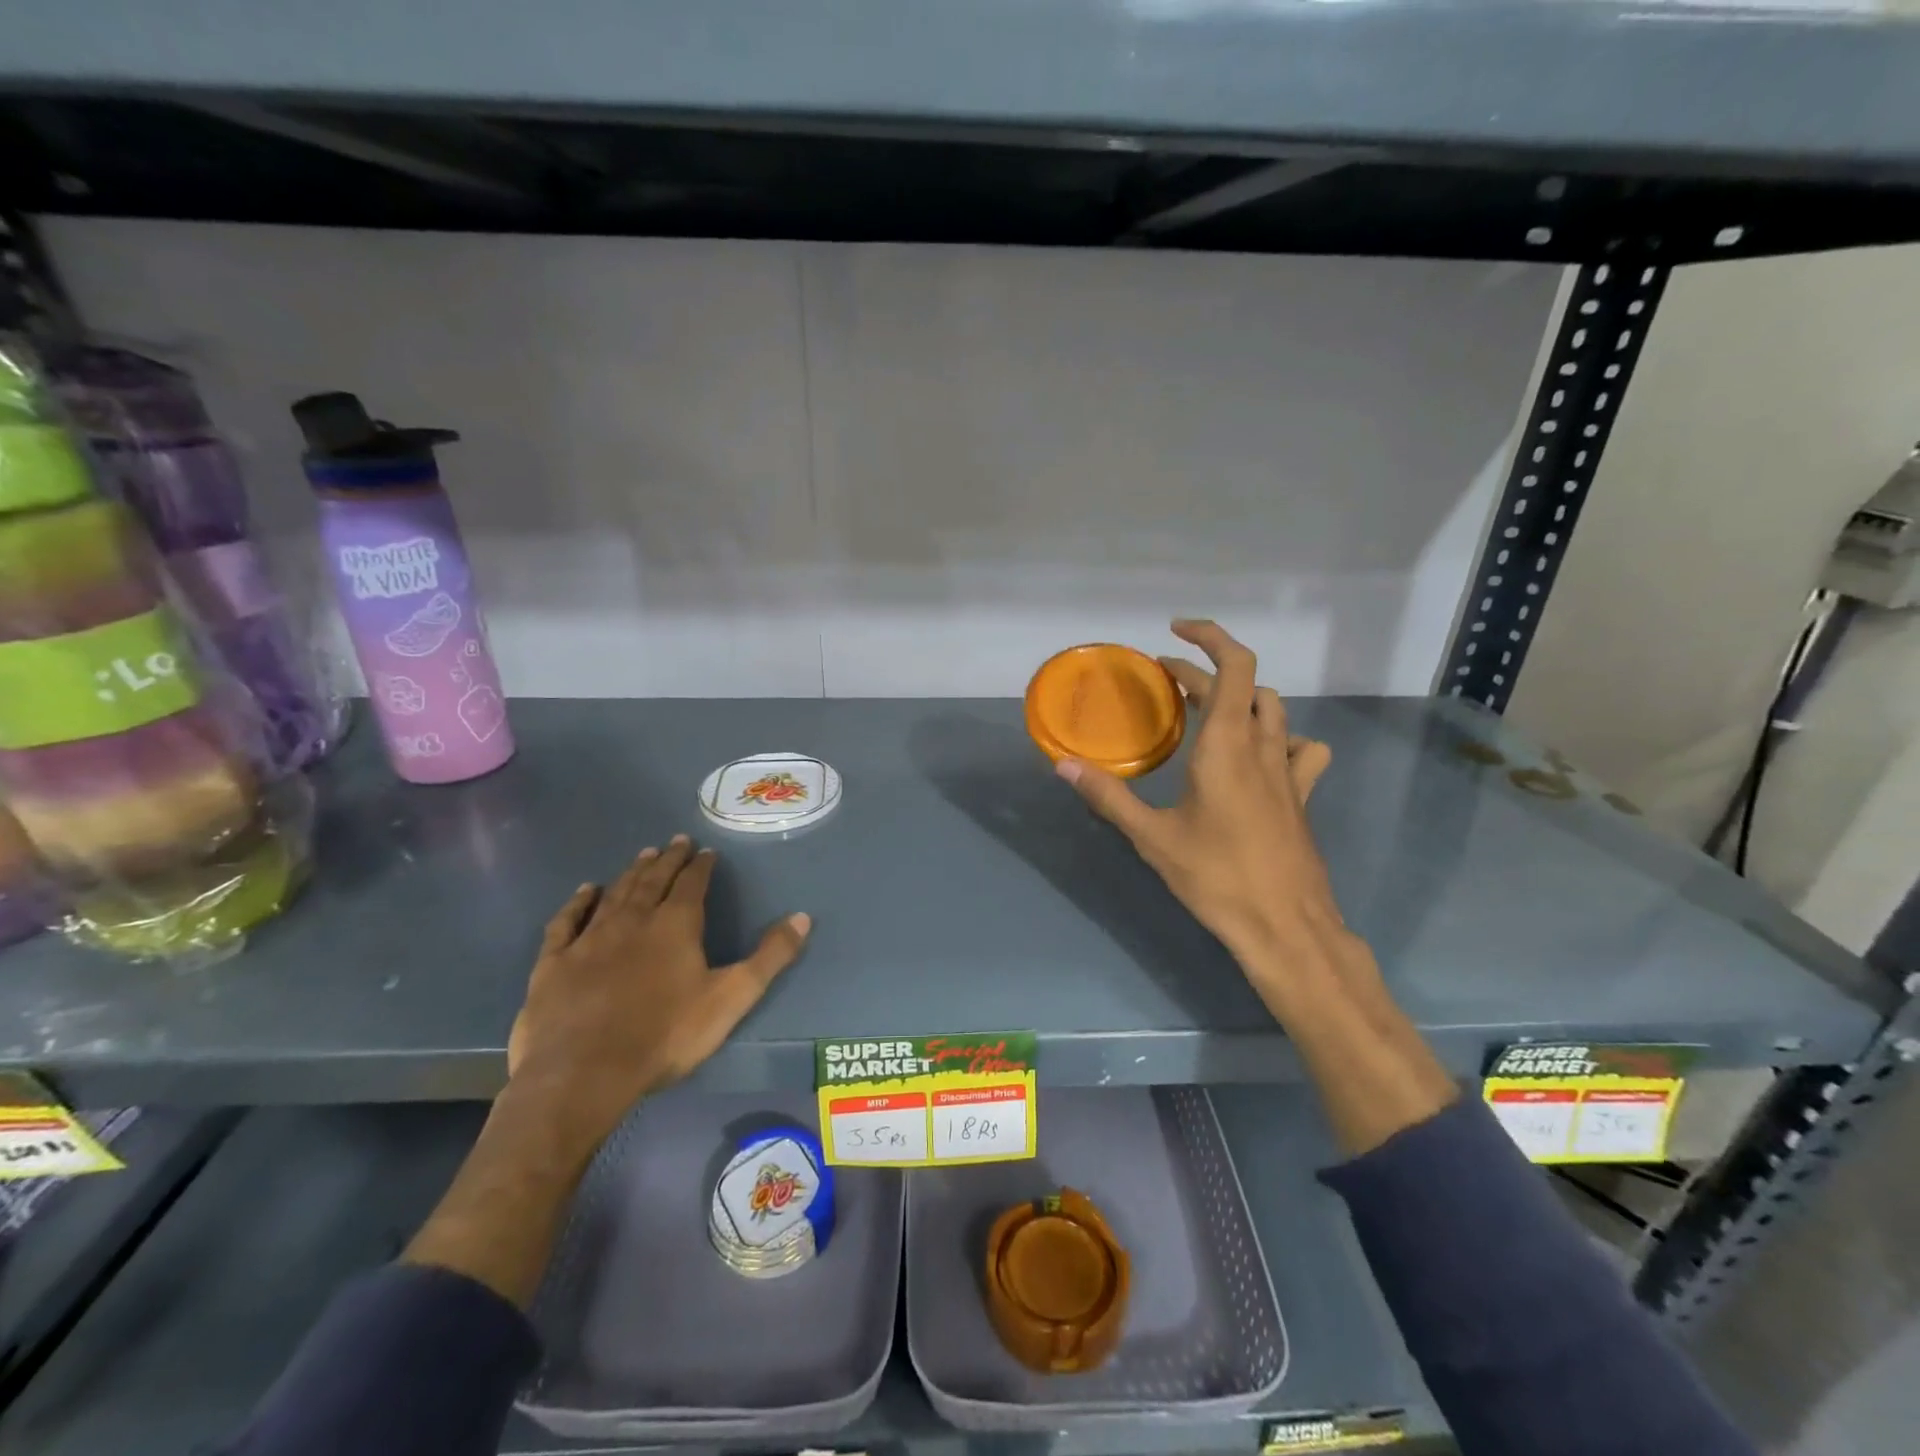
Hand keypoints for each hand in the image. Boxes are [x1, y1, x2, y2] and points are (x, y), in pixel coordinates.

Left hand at [505, 835, 810, 1161]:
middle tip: (676, 841)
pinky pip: (567, 921)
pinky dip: (578, 902)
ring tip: (643, 854)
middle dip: (667, 859)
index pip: (692, 884)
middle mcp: (633, 920)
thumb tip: (802, 916)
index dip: (701, 865)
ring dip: (632, 872)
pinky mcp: (555, 962)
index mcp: (675, 925)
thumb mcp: (731, 998)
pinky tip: (586, 891)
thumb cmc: (665, 1035)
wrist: (582, 1074)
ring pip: (615, 893)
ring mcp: (589, 938)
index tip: (706, 851)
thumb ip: (769, 957)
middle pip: (653, 880)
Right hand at [1057, 620, 1342, 970]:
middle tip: (1166, 683)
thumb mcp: (1152, 837)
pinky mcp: (1301, 796)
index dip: (1208, 638)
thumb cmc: (1217, 877)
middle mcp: (1263, 746)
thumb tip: (1062, 765)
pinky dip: (1281, 737)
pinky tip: (1261, 756)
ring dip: (1242, 698)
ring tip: (1209, 711)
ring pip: (1275, 710)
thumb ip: (1108, 796)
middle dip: (1204, 674)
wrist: (1286, 926)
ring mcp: (1288, 771)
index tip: (1174, 633)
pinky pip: (1301, 748)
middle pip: (1245, 685)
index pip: (1234, 666)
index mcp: (1228, 745)